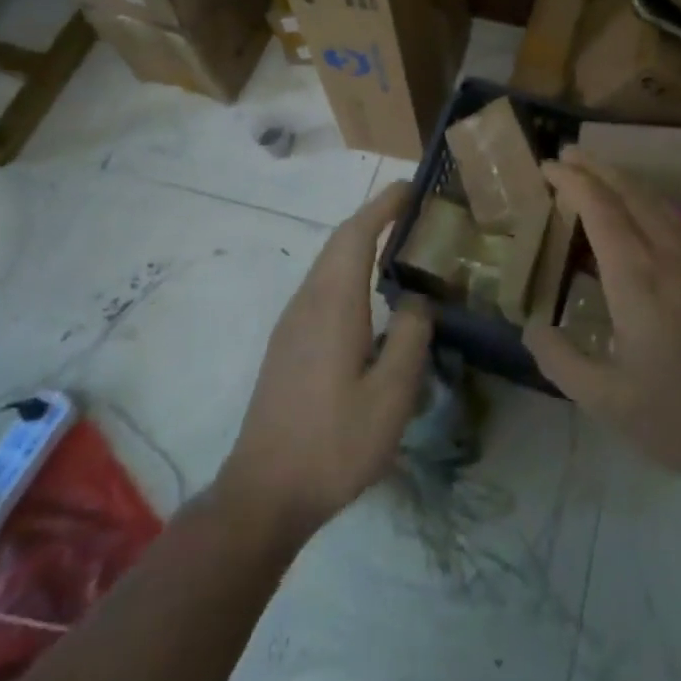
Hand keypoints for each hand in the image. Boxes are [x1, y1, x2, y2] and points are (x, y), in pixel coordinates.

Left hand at [219, 182, 432, 540]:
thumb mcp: (391, 396)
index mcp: (333, 304)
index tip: (412, 187)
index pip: (357, 234)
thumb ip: (410, 337)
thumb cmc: (333, 443)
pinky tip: (371, 296)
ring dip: (361, 243)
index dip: (384, 205)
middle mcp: (308, 302)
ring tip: (400, 245)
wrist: (263, 494)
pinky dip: (349, 270)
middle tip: (415, 211)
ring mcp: (292, 323)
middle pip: (340, 242)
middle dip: (375, 217)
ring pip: (328, 264)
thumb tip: (418, 299)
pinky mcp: (287, 344)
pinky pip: (322, 287)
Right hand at [523, 151, 680, 489]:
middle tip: (566, 155)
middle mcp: (667, 253)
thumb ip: (561, 361)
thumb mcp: (608, 402)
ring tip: (597, 173)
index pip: (599, 208)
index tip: (547, 166)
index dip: (571, 180)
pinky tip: (642, 212)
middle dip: (594, 167)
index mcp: (636, 277)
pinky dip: (647, 199)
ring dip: (622, 178)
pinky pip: (674, 216)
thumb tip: (531, 327)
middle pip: (629, 190)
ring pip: (655, 199)